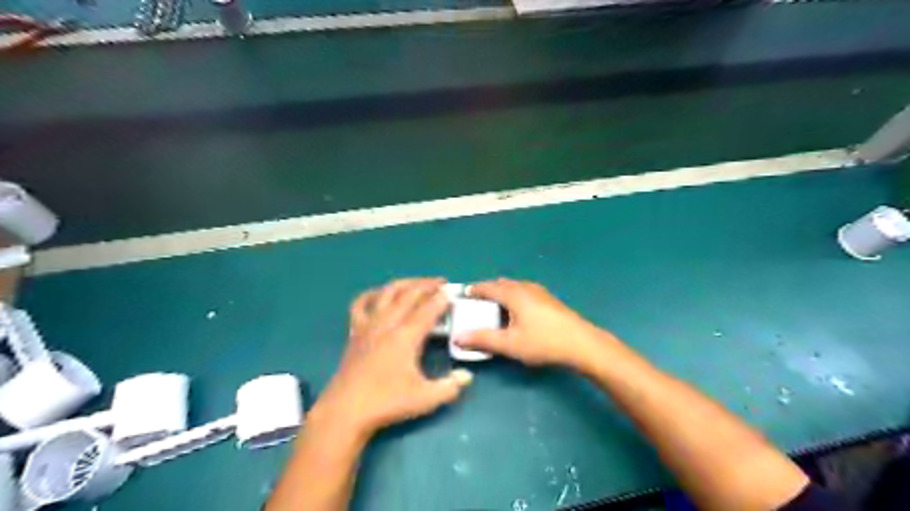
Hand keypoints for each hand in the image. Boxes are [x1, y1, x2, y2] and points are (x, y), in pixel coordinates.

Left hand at [313, 279, 472, 439]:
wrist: (345, 411)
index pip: (428, 309)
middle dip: (427, 284)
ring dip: (404, 283)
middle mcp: (387, 324)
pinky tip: (380, 294)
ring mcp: (369, 325)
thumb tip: (467, 376)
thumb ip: (450, 386)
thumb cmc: (387, 403)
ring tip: (417, 283)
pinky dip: (371, 294)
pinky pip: (360, 304)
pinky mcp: (355, 332)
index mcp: (406, 336)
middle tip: (442, 282)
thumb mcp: (425, 398)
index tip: (452, 292)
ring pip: (387, 293)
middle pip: (409, 294)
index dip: (441, 299)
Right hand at [453, 279, 609, 370]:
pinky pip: (524, 292)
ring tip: (494, 309)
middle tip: (476, 305)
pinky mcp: (549, 299)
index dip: (473, 291)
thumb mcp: (510, 344)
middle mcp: (525, 287)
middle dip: (487, 291)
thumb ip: (483, 339)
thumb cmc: (543, 342)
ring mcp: (539, 291)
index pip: (487, 287)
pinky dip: (513, 297)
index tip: (462, 296)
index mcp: (513, 294)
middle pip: (500, 284)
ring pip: (514, 287)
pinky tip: (517, 313)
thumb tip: (457, 337)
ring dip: (501, 294)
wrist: (581, 343)